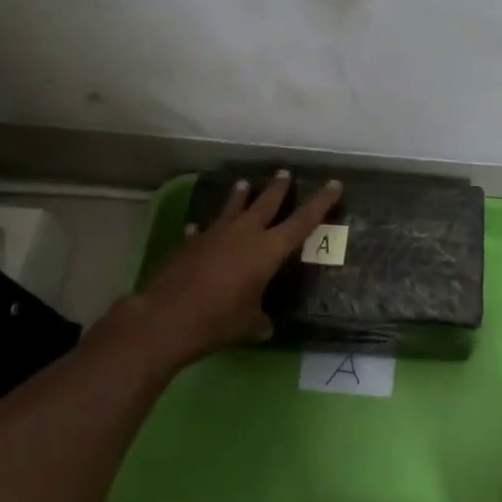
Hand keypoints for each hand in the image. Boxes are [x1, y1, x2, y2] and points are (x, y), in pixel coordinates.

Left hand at [102, 170, 341, 365]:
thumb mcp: (249, 325)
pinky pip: (202, 230)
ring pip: (232, 207)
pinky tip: (198, 226)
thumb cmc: (219, 320)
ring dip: (240, 196)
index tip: (334, 184)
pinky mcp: (189, 243)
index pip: (303, 221)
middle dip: (279, 188)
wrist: (167, 317)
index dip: (321, 202)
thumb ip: (260, 321)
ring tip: (245, 183)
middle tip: (285, 173)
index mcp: (268, 250)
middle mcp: (244, 233)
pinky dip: (205, 228)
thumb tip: (266, 327)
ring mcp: (214, 235)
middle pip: (266, 202)